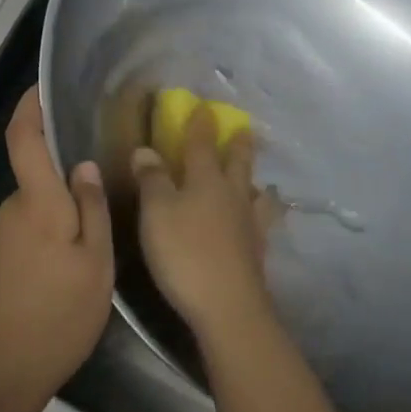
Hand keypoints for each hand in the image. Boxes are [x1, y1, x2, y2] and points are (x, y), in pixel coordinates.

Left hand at [0, 87, 113, 411]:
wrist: (1, 371)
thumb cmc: (59, 315)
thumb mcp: (95, 263)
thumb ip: (91, 208)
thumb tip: (82, 165)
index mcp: (36, 203)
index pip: (23, 139)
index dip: (29, 108)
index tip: (40, 88)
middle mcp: (8, 210)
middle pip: (37, 179)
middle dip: (64, 186)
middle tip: (100, 212)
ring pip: (33, 210)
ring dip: (57, 219)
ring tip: (86, 253)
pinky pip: (22, 233)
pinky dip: (44, 239)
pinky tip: (61, 273)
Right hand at [131, 104, 274, 343]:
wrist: (227, 305)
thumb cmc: (184, 252)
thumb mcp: (156, 212)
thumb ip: (152, 179)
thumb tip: (146, 149)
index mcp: (206, 180)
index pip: (202, 144)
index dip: (201, 124)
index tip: (204, 106)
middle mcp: (232, 195)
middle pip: (238, 163)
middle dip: (238, 144)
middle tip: (244, 129)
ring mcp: (249, 224)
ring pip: (256, 194)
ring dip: (256, 183)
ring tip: (261, 182)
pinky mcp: (257, 251)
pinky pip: (264, 224)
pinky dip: (263, 216)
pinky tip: (261, 223)